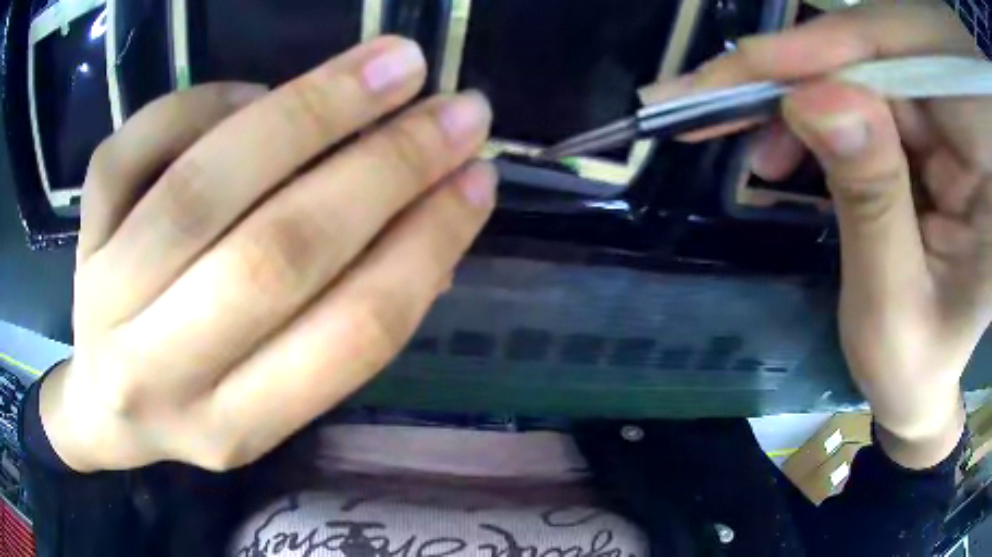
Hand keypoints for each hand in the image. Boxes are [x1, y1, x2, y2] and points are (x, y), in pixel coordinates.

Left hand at [41, 37, 495, 471]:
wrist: (106, 406)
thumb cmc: (193, 401)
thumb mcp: (268, 400)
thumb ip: (340, 326)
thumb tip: (430, 230)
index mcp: (234, 428)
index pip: (347, 336)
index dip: (426, 246)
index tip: (479, 178)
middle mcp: (160, 373)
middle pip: (276, 255)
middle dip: (384, 166)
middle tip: (456, 108)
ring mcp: (105, 298)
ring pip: (200, 189)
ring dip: (307, 111)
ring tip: (389, 65)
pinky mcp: (81, 237)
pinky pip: (132, 147)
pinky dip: (202, 102)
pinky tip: (248, 95)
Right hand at [644, 3, 988, 466]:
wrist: (922, 382)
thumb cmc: (913, 370)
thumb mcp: (891, 309)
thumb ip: (871, 203)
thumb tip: (812, 99)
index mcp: (987, 180)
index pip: (918, 71)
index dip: (837, 52)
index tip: (752, 65)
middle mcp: (972, 132)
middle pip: (886, 52)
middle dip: (804, 68)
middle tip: (721, 96)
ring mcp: (950, 124)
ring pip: (866, 64)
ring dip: (802, 91)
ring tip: (758, 142)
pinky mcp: (926, 127)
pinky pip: (864, 88)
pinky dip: (818, 107)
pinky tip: (790, 140)